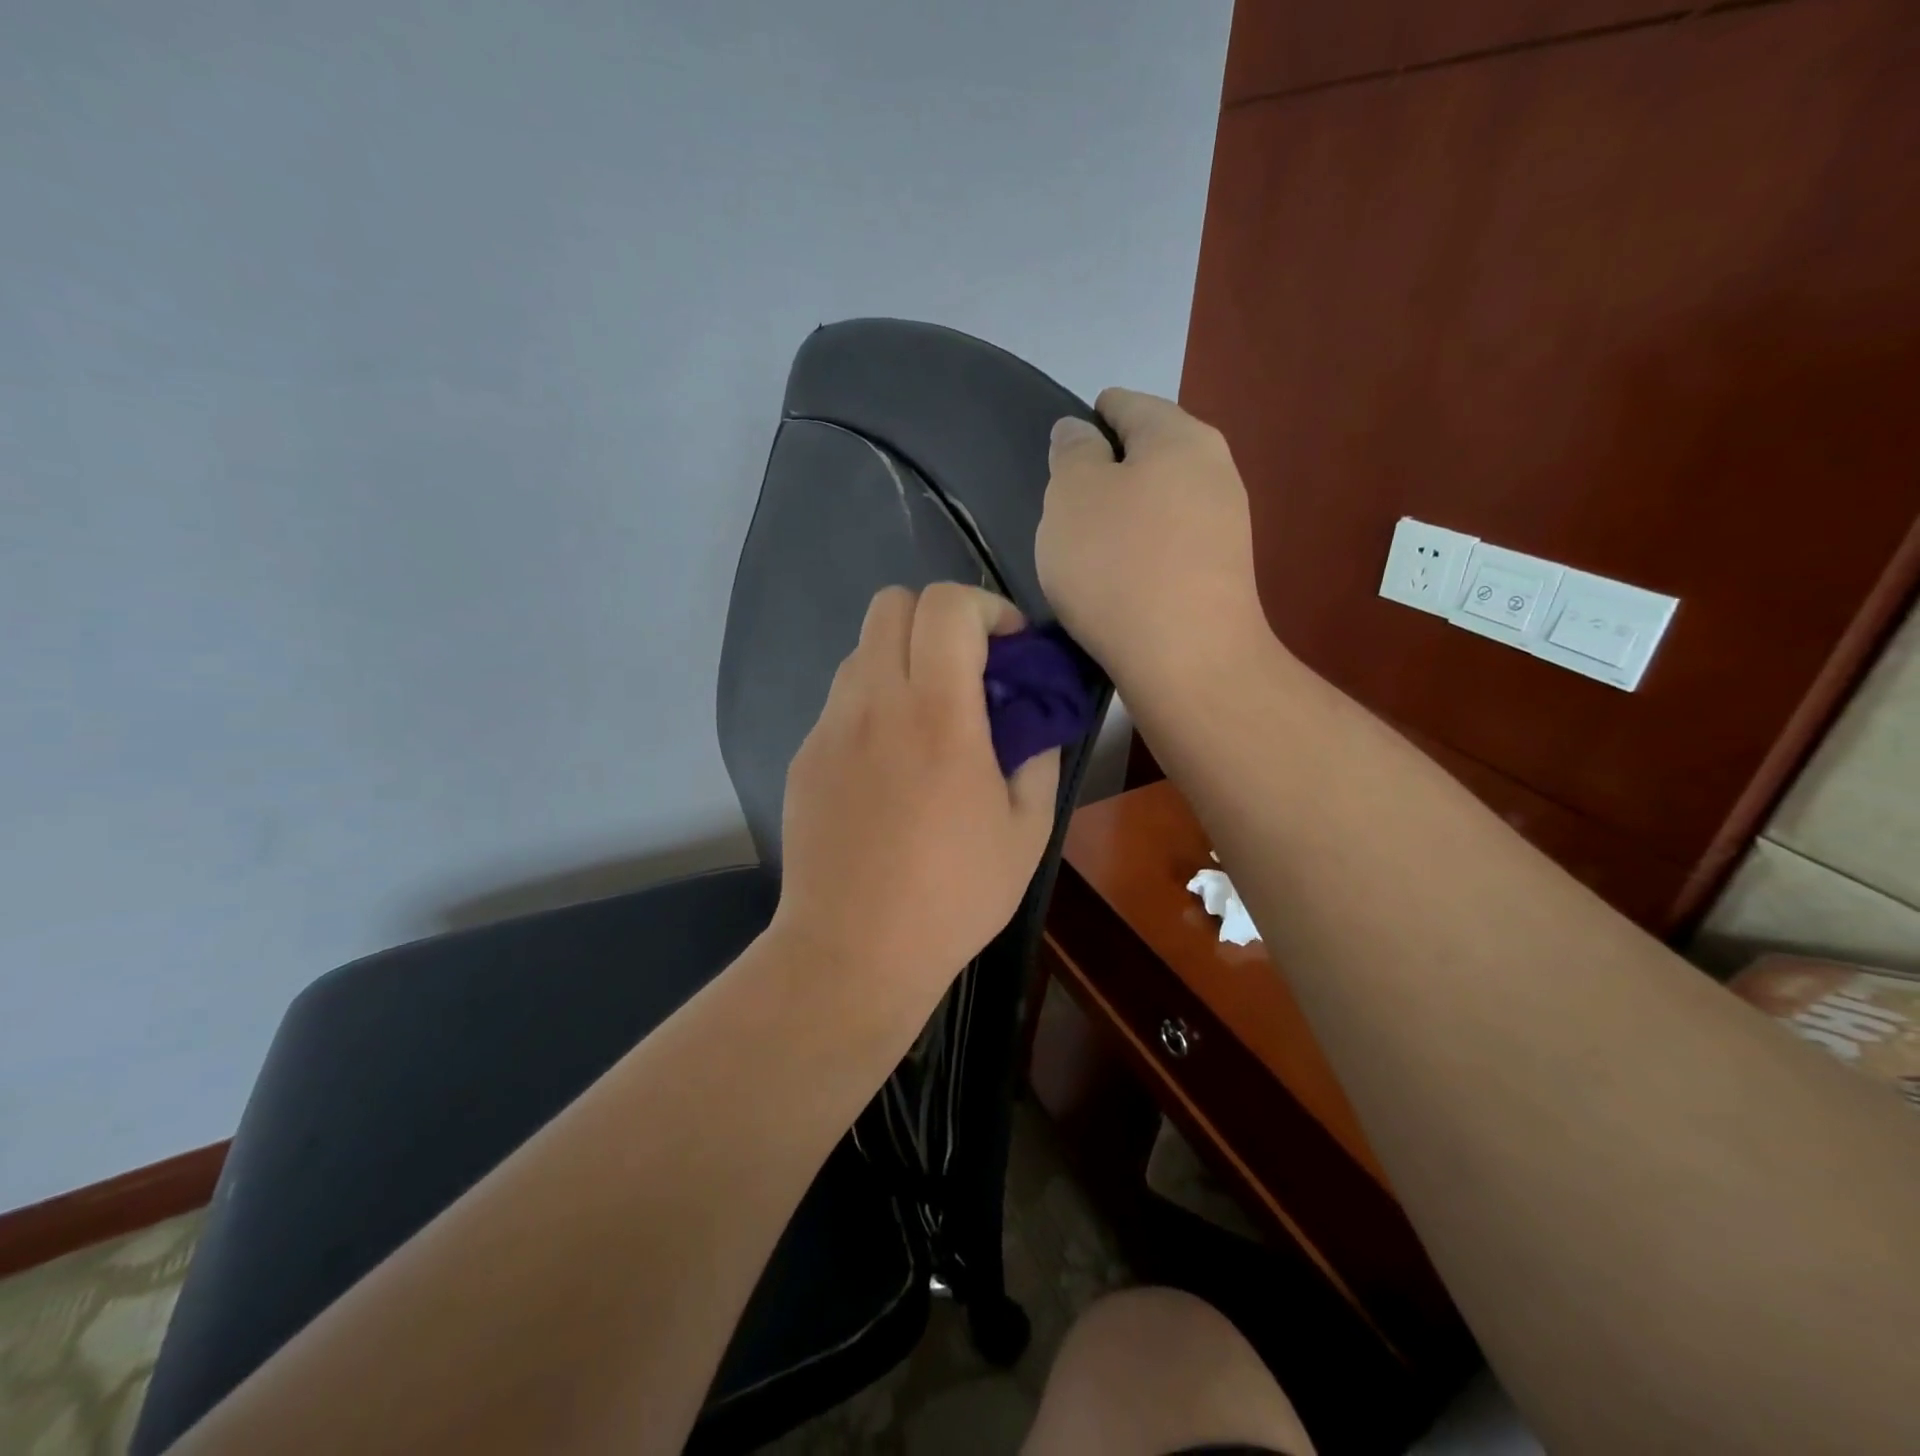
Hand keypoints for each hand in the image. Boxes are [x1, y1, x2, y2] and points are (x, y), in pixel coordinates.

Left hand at [772, 583, 1060, 1016]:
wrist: (852, 951)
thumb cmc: (952, 896)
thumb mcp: (1027, 832)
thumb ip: (1037, 757)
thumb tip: (1032, 721)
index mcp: (938, 714)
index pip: (946, 605)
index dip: (985, 606)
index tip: (1008, 646)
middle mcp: (875, 703)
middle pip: (890, 604)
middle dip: (937, 618)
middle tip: (967, 669)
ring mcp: (829, 728)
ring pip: (862, 651)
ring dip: (903, 661)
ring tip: (927, 719)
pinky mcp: (803, 757)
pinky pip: (841, 702)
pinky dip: (873, 705)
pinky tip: (888, 765)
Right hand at [1037, 389, 1270, 693]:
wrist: (1188, 660)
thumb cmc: (1118, 565)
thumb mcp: (1072, 496)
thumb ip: (1072, 454)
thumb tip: (1080, 432)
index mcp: (1179, 435)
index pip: (1127, 404)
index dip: (1090, 419)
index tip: (1062, 450)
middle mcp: (1215, 469)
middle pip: (1151, 453)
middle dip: (1109, 470)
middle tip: (1067, 505)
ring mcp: (1227, 524)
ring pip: (1163, 500)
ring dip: (1127, 513)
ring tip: (1088, 547)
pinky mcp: (1223, 573)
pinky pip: (1172, 543)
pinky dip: (1144, 550)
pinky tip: (1121, 578)